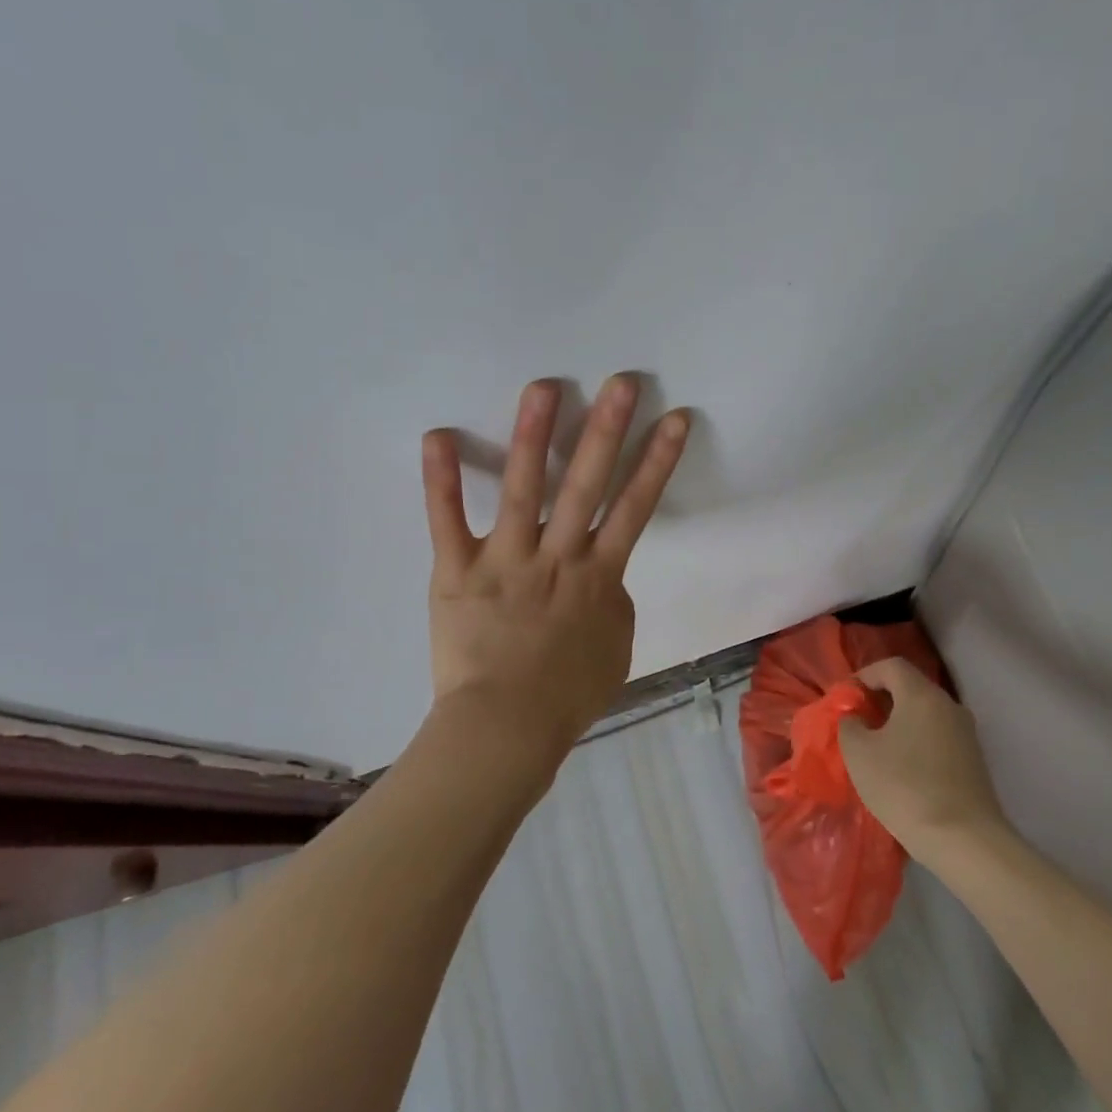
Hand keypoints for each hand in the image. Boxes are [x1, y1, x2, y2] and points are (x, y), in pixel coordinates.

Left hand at [422, 375, 690, 749]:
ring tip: (544, 387)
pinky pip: (447, 521)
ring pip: (522, 490)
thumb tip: (602, 575)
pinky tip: (437, 435)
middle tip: (621, 383)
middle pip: (586, 486)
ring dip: (533, 436)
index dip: (657, 462)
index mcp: (598, 576)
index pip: (635, 508)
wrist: (506, 729)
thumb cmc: (566, 696)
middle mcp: (557, 557)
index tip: (673, 419)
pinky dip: (441, 479)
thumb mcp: (614, 648)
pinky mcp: (457, 572)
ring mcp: (505, 561)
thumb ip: (612, 602)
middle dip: (607, 431)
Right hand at [838, 658, 1009, 863]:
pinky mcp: (974, 759)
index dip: (864, 675)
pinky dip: (916, 741)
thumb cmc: (905, 788)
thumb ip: (850, 725)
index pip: (891, 666)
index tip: (845, 698)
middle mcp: (948, 705)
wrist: (964, 840)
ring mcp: (966, 733)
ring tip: (876, 748)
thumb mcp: (859, 754)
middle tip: (857, 722)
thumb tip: (856, 718)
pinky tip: (902, 769)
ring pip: (925, 713)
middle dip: (880, 699)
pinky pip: (937, 736)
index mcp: (921, 695)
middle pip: (910, 687)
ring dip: (899, 722)